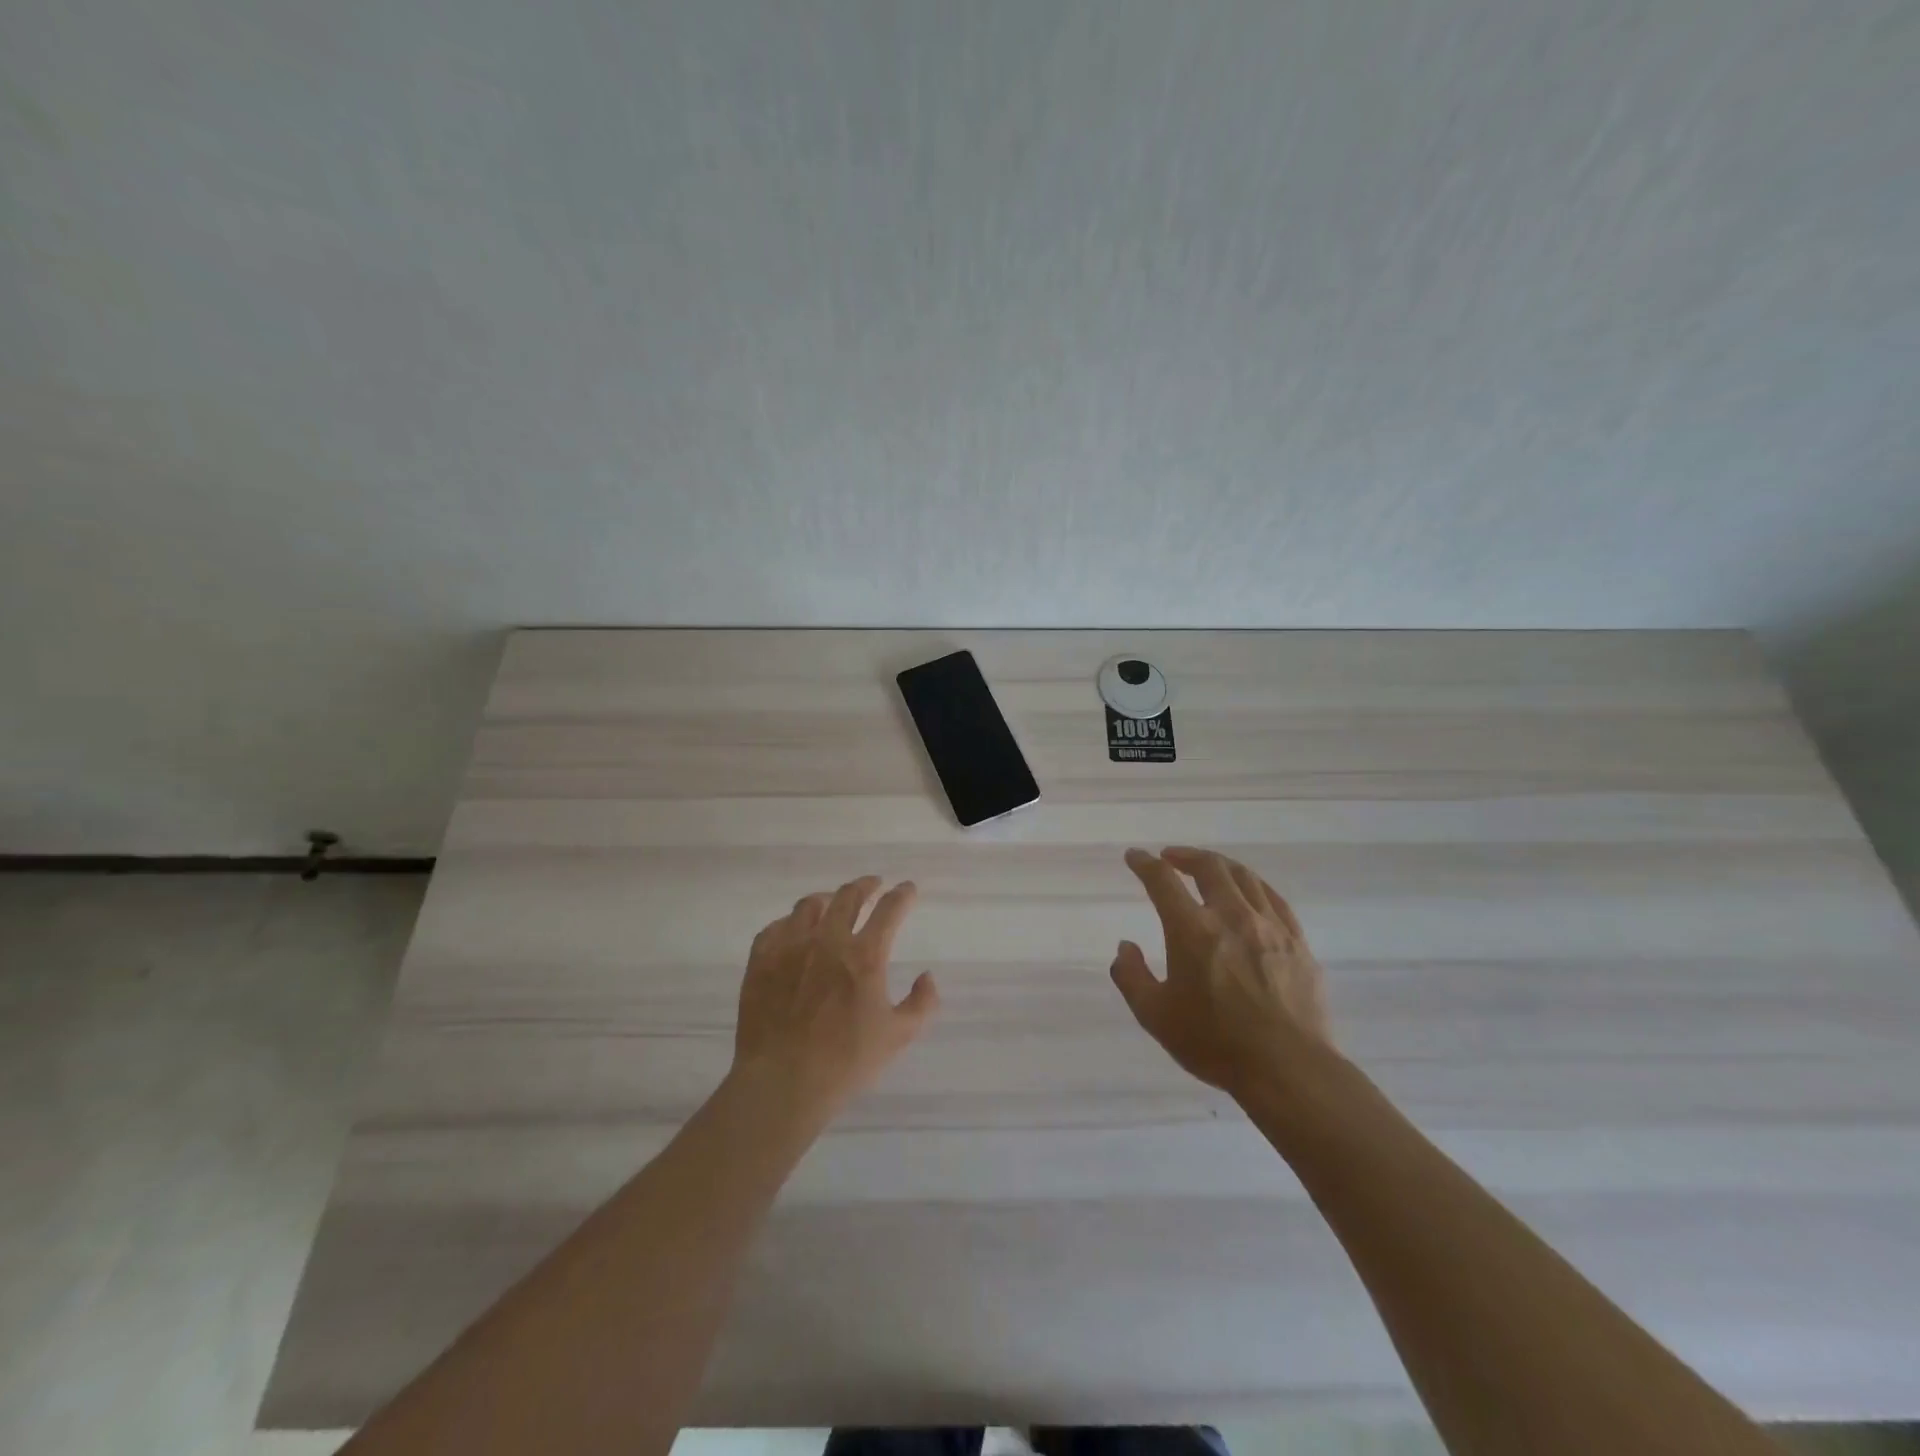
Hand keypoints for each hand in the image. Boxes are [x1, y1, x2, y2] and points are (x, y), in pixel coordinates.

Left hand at [732, 876, 938, 1119]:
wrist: (782, 1082)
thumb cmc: (845, 1062)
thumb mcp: (898, 1037)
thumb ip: (921, 1003)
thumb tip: (927, 976)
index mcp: (864, 956)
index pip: (889, 910)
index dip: (902, 895)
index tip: (907, 889)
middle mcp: (828, 940)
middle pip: (848, 896)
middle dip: (866, 885)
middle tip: (873, 885)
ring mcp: (790, 947)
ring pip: (810, 905)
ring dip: (828, 899)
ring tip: (832, 904)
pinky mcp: (761, 960)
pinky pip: (776, 927)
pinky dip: (791, 923)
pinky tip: (794, 931)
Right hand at [1112, 846, 1334, 1097]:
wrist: (1288, 1069)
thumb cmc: (1215, 1043)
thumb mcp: (1155, 1016)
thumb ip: (1132, 977)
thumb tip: (1125, 948)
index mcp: (1192, 930)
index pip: (1162, 880)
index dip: (1144, 863)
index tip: (1134, 857)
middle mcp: (1231, 916)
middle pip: (1209, 867)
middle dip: (1185, 855)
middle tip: (1170, 857)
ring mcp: (1270, 926)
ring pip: (1244, 877)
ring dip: (1219, 865)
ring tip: (1208, 868)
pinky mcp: (1298, 942)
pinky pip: (1275, 899)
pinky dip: (1254, 886)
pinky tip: (1249, 893)